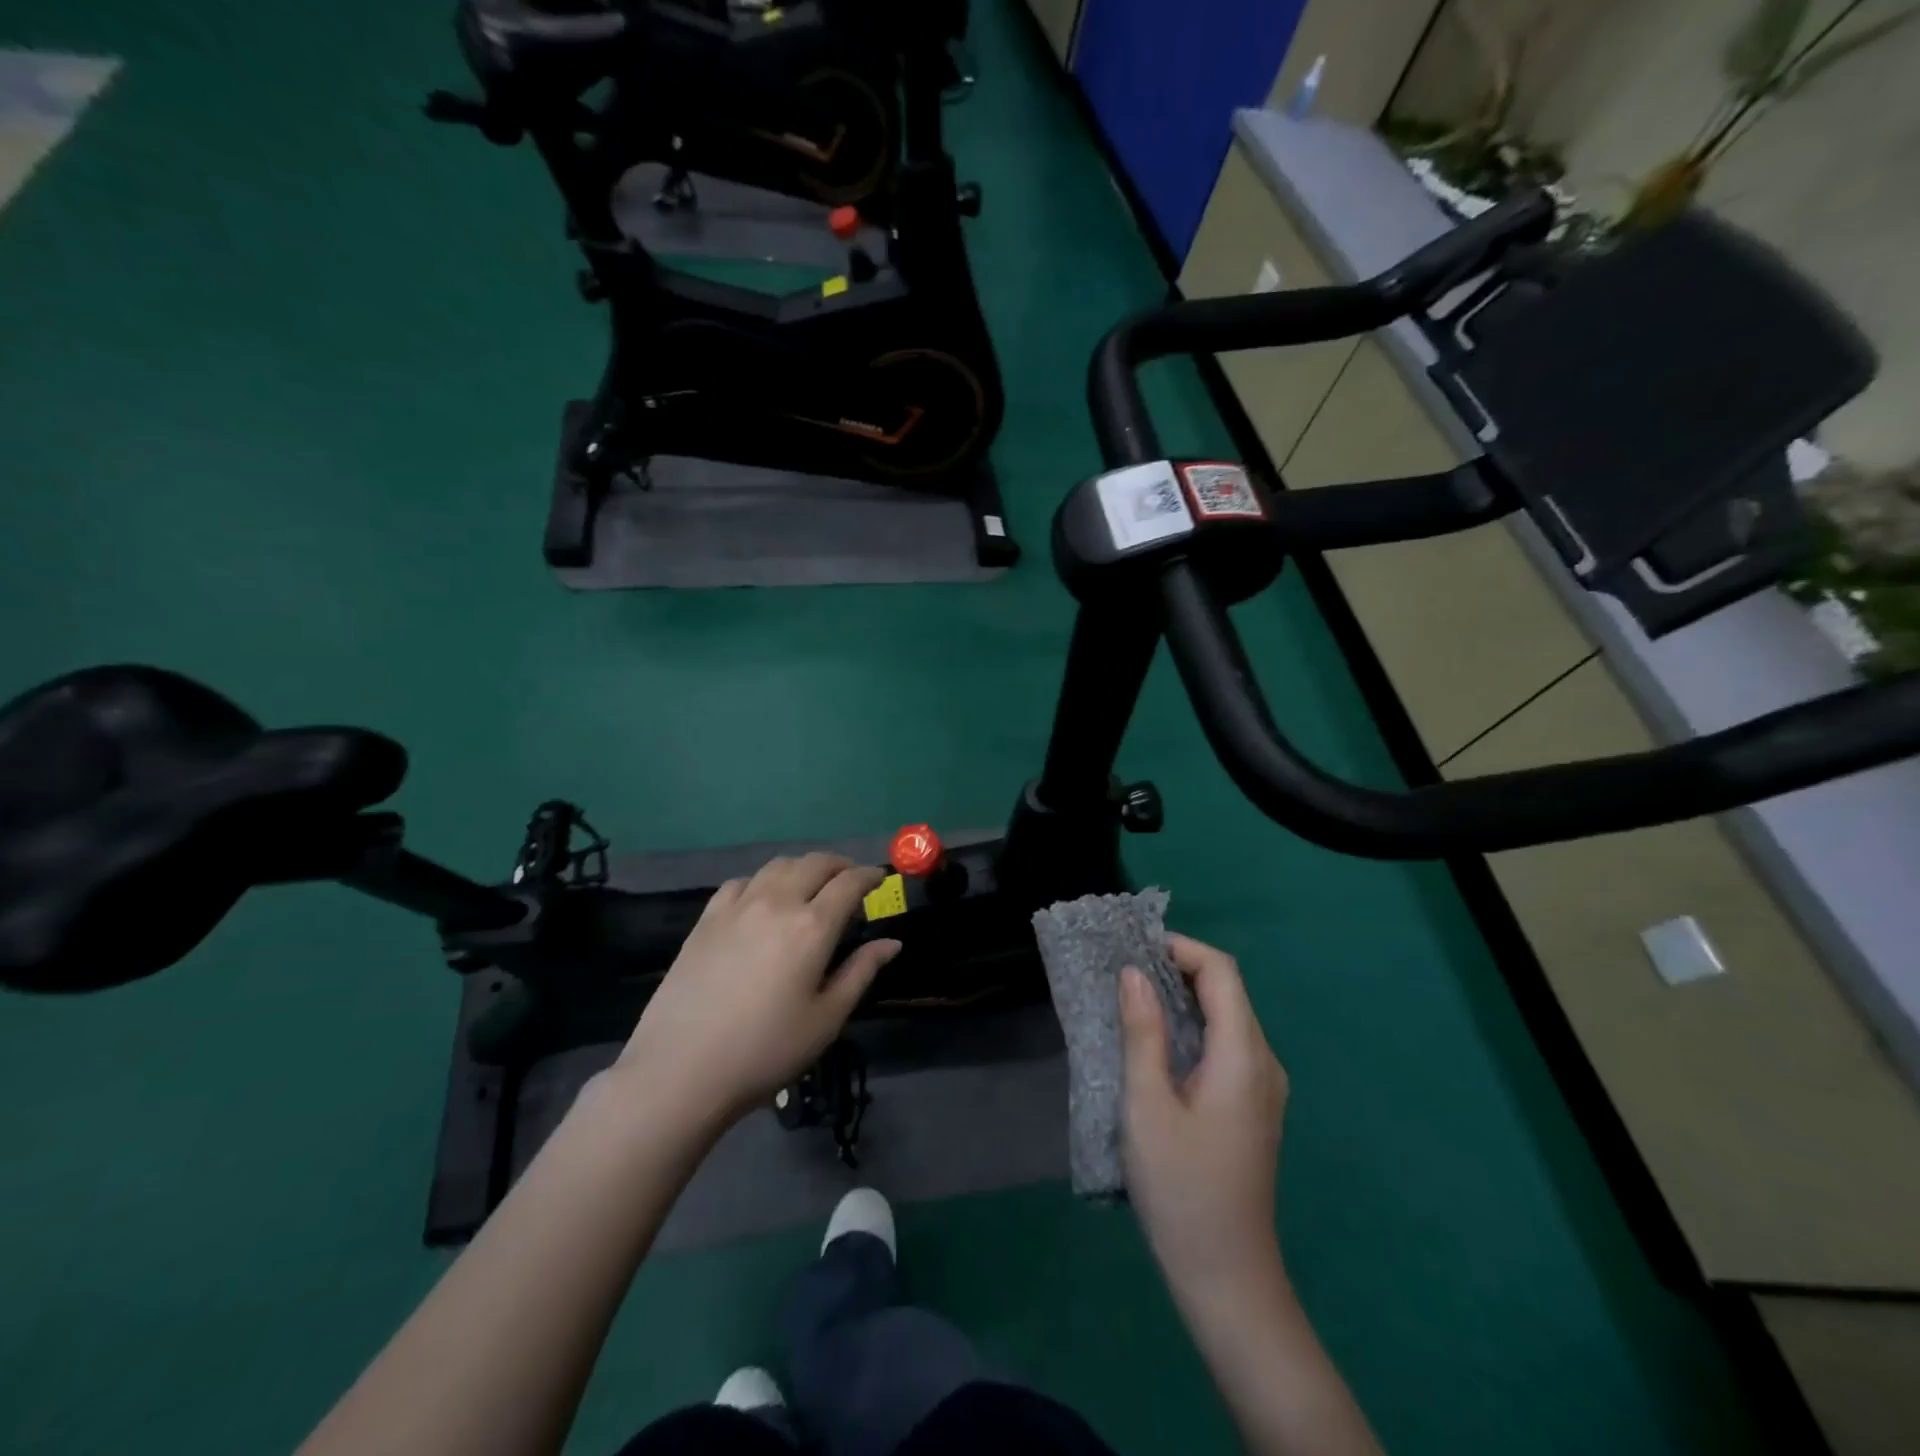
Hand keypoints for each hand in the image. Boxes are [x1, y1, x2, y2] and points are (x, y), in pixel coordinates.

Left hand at [614, 853, 900, 1130]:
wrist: (681, 1070)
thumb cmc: (765, 1051)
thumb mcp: (826, 1019)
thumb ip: (861, 972)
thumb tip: (891, 943)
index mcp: (812, 927)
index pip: (849, 883)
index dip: (869, 875)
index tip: (879, 879)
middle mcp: (777, 903)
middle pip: (814, 863)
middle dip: (839, 865)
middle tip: (850, 880)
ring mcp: (737, 907)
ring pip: (777, 865)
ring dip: (803, 868)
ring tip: (810, 886)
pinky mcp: (706, 919)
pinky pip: (741, 882)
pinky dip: (763, 882)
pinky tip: (762, 901)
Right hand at [1120, 934, 1288, 1298]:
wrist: (1227, 1275)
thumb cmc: (1181, 1187)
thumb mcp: (1147, 1105)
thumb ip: (1142, 1032)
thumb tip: (1133, 972)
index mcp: (1243, 1056)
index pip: (1221, 972)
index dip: (1181, 948)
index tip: (1133, 950)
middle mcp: (1264, 1062)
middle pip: (1228, 991)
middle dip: (1178, 968)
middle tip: (1124, 971)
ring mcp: (1264, 1087)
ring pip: (1227, 1017)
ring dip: (1183, 997)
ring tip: (1132, 999)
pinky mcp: (1253, 1106)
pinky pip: (1227, 1044)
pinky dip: (1193, 1026)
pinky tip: (1158, 1042)